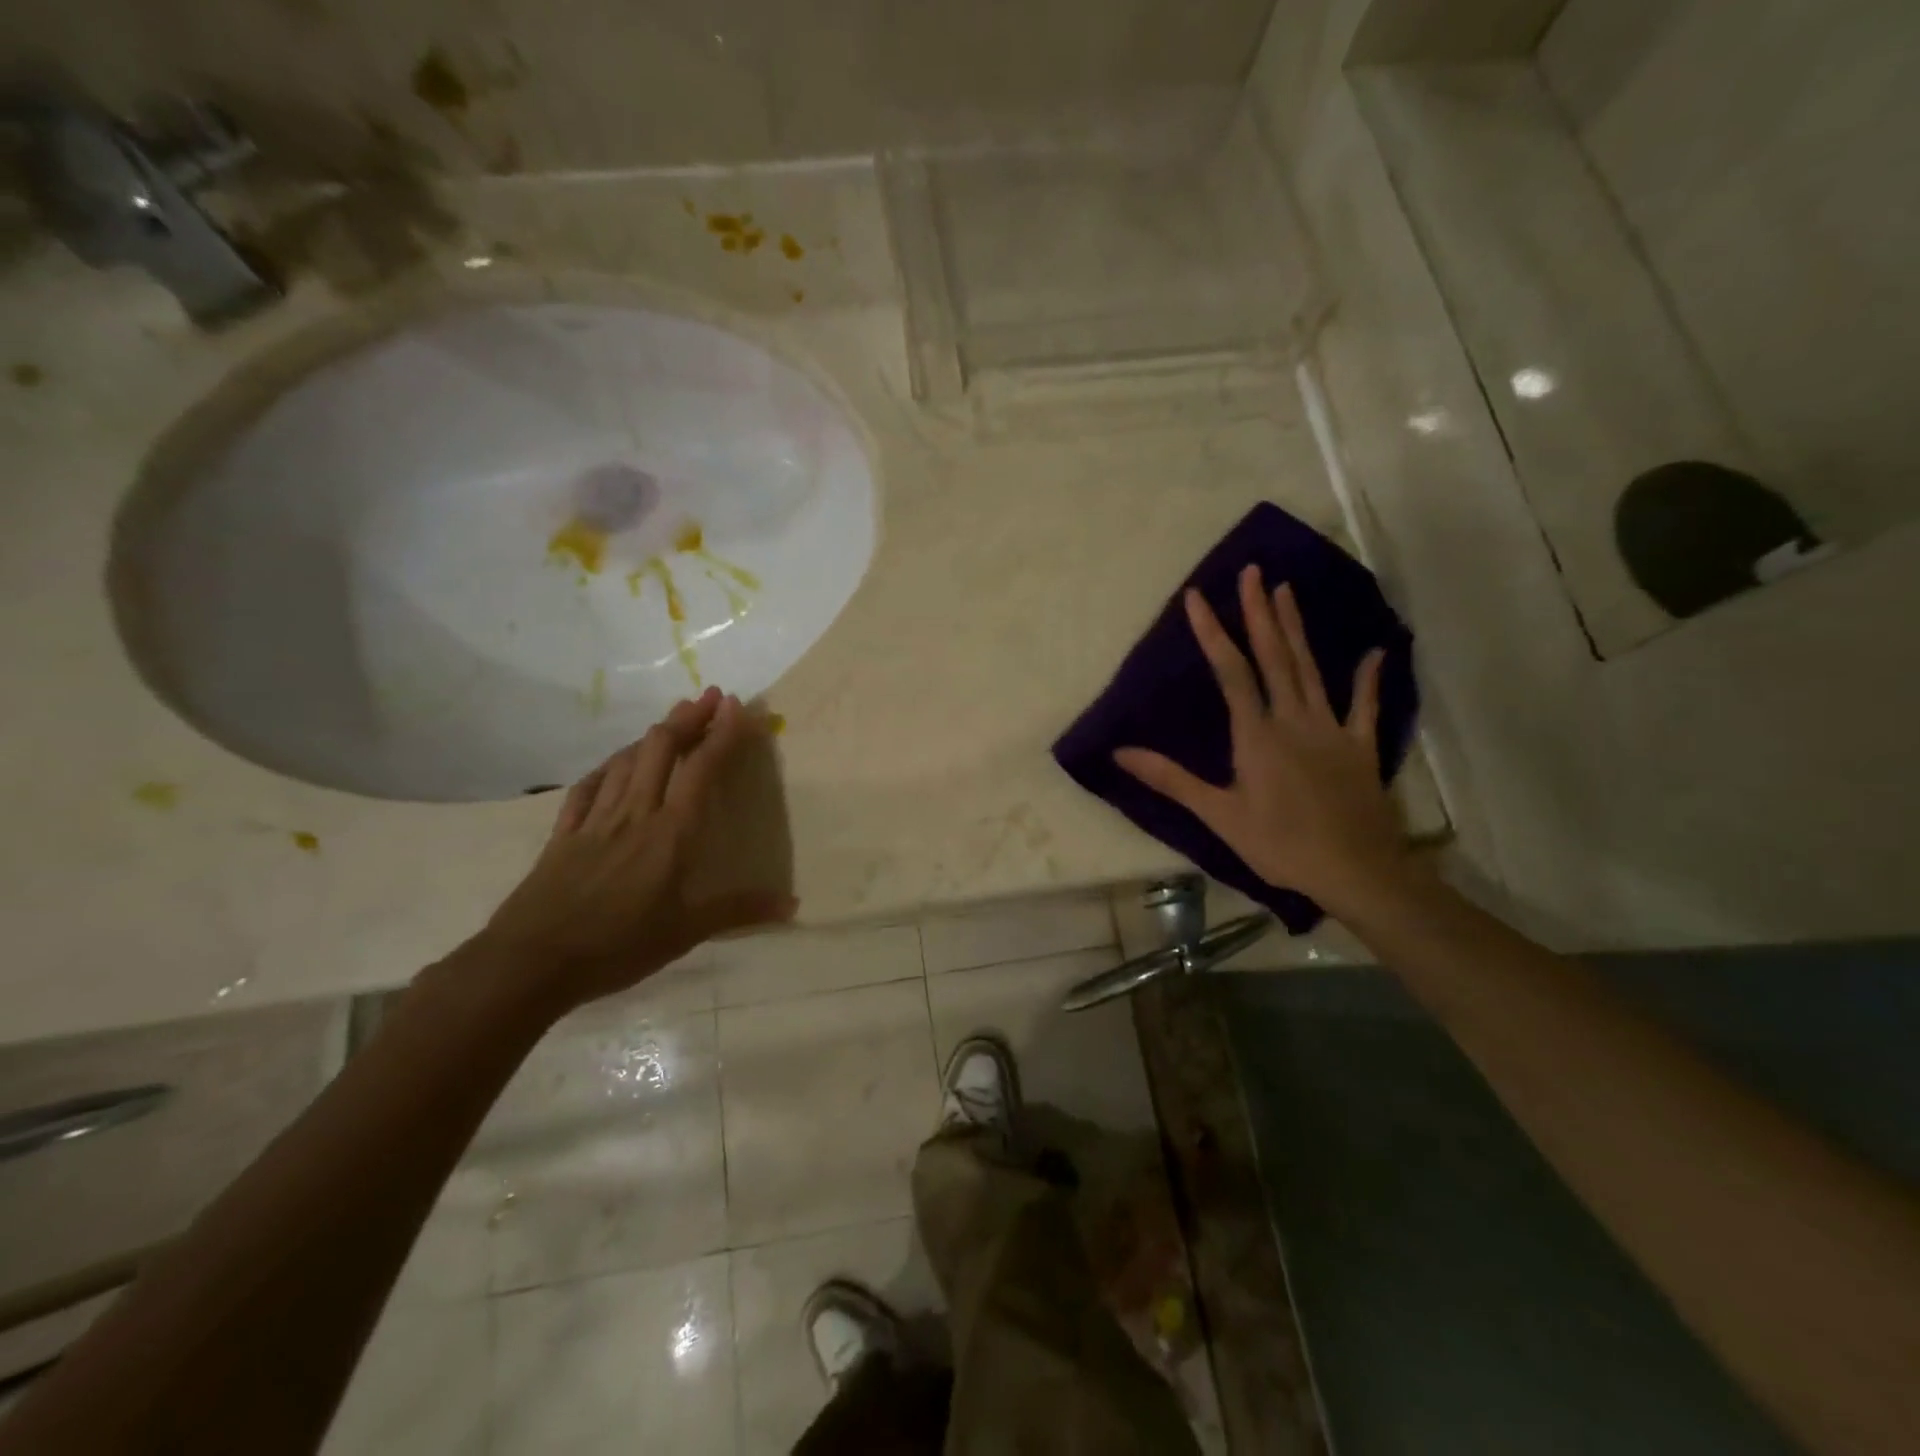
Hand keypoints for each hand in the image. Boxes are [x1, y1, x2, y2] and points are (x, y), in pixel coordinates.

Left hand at [477, 687, 794, 1012]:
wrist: (531, 962)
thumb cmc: (617, 946)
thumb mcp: (686, 933)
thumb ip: (738, 911)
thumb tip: (792, 904)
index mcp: (670, 833)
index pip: (701, 770)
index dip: (721, 734)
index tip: (737, 706)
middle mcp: (634, 814)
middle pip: (660, 749)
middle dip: (688, 717)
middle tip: (710, 697)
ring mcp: (595, 819)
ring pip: (626, 760)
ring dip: (652, 734)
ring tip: (672, 720)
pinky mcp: (563, 833)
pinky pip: (588, 786)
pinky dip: (607, 766)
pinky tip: (614, 763)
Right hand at [1114, 564, 1411, 913]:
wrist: (1355, 871)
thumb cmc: (1279, 844)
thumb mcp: (1218, 815)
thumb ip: (1171, 779)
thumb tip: (1121, 752)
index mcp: (1257, 734)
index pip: (1230, 672)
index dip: (1212, 632)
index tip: (1197, 596)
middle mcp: (1294, 719)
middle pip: (1273, 657)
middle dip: (1258, 613)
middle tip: (1252, 571)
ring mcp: (1331, 729)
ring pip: (1311, 669)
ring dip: (1296, 629)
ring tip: (1286, 590)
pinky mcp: (1359, 746)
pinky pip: (1364, 706)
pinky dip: (1368, 678)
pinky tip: (1374, 651)